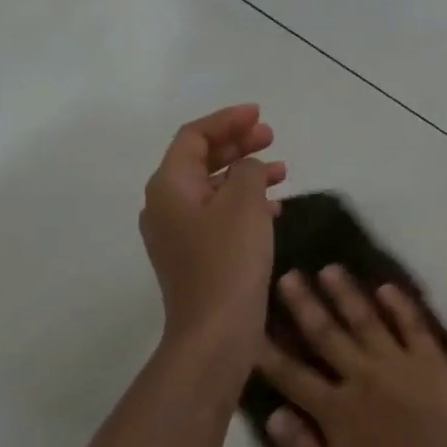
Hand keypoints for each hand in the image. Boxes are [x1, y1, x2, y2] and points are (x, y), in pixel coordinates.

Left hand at [140, 105, 286, 374]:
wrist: (215, 332)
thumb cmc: (228, 261)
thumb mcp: (244, 204)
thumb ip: (248, 171)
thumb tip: (250, 168)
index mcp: (169, 186)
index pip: (193, 137)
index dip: (227, 121)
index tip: (260, 115)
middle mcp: (165, 206)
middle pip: (199, 161)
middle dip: (236, 145)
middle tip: (271, 137)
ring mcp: (176, 235)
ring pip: (212, 189)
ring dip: (244, 175)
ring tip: (281, 170)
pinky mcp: (193, 258)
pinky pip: (217, 216)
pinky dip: (243, 204)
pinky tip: (272, 210)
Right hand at [256, 268, 446, 446]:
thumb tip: (273, 414)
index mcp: (335, 407)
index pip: (292, 373)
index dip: (268, 350)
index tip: (250, 325)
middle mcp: (361, 375)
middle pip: (326, 334)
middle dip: (305, 304)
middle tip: (289, 276)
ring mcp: (398, 363)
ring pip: (366, 320)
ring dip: (346, 294)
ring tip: (330, 269)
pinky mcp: (430, 360)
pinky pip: (413, 325)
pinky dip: (400, 305)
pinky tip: (386, 287)